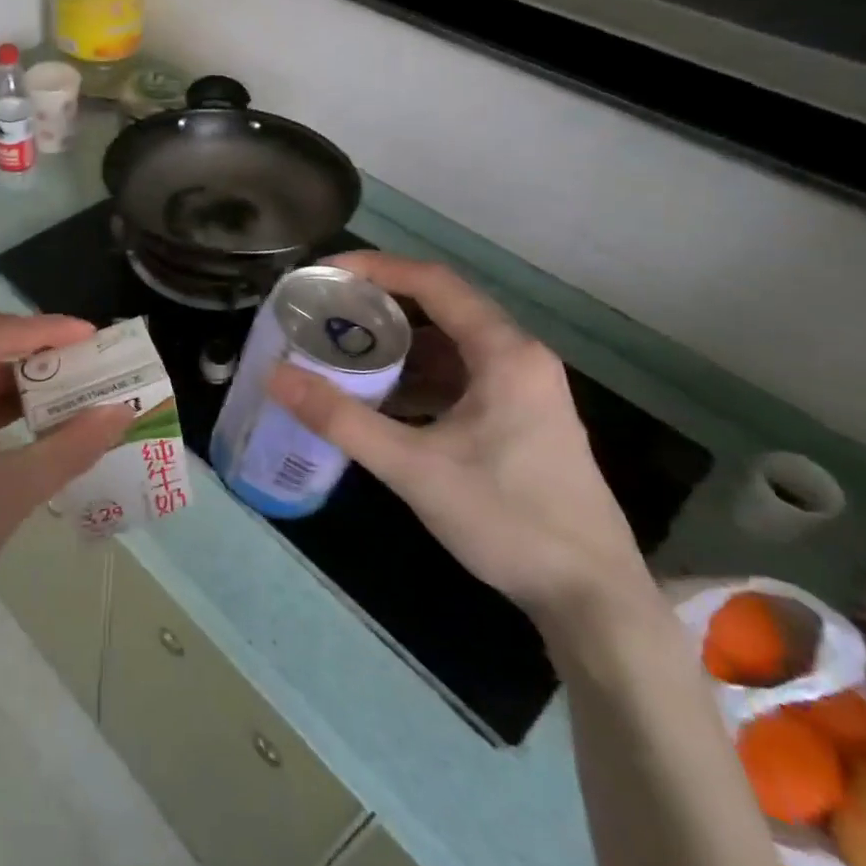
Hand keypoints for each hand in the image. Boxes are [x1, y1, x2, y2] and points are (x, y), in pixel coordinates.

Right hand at [267, 253, 656, 638]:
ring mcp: (524, 390)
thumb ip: (341, 419)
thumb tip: (274, 375)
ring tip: (342, 349)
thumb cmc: (507, 519)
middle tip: (324, 312)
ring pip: (450, 345)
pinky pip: (459, 377)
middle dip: (380, 305)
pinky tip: (381, 397)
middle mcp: (519, 358)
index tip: (324, 273)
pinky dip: (417, 377)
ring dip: (398, 344)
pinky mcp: (520, 419)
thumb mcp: (413, 467)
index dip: (375, 268)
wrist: (591, 597)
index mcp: (504, 353)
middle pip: (441, 308)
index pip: (433, 282)